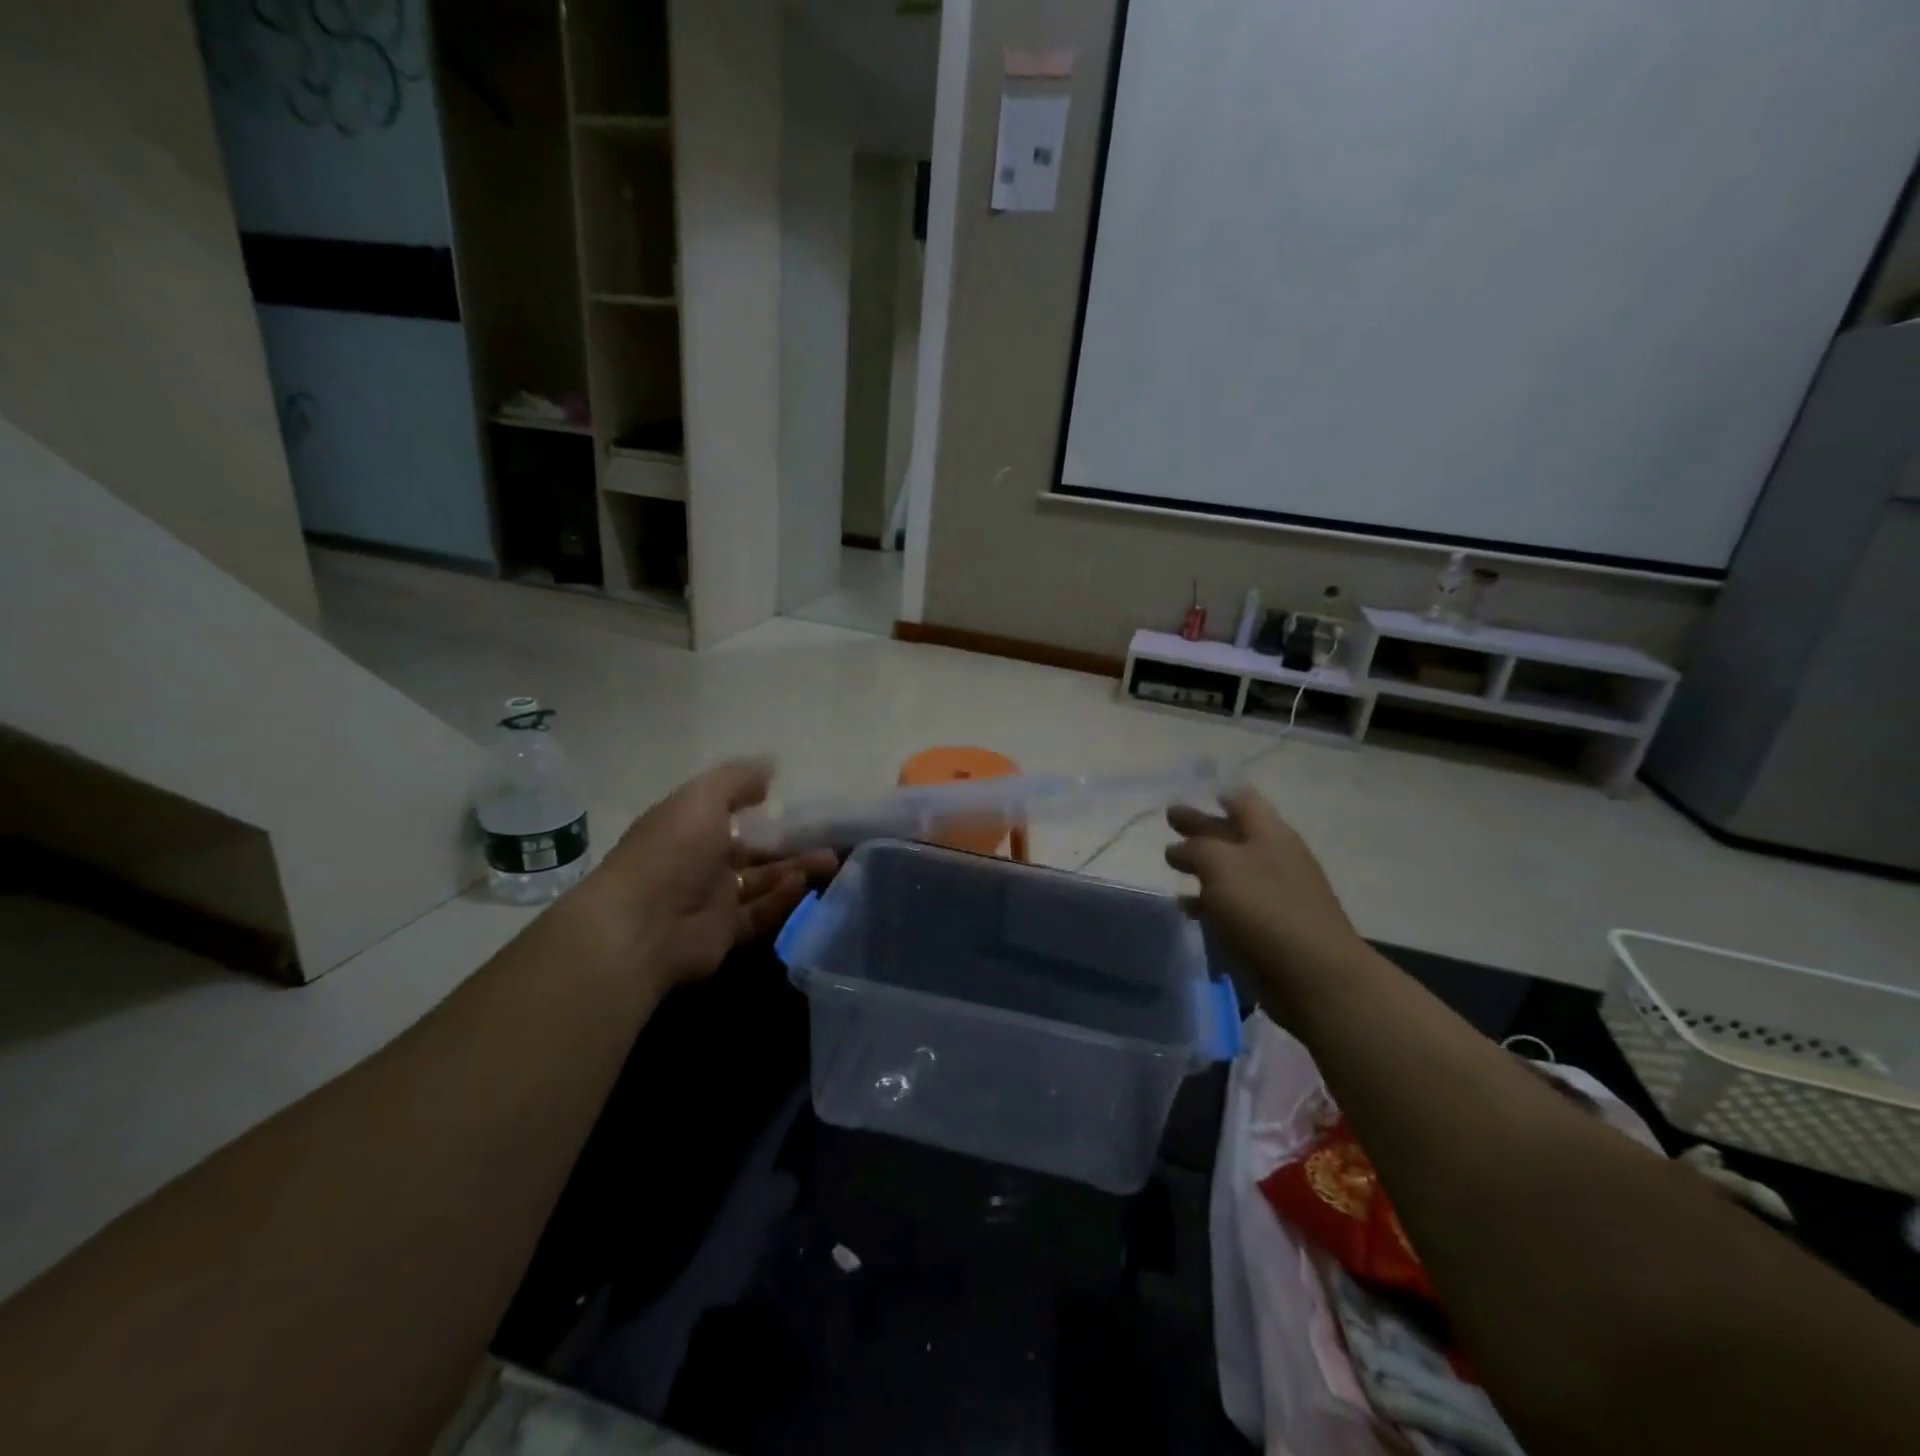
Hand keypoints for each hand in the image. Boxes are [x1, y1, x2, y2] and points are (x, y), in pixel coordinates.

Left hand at [580, 761, 836, 986]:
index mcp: (688, 826)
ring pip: (763, 881)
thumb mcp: (702, 799)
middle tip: (830, 837)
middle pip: (753, 850)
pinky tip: (803, 885)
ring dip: (796, 870)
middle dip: (790, 844)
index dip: (761, 807)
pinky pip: (761, 912)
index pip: (728, 813)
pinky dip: (782, 899)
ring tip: (830, 861)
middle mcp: (700, 861)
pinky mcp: (725, 933)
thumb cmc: (671, 852)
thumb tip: (770, 768)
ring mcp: (712, 899)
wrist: (642, 928)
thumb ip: (737, 780)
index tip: (798, 801)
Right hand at [1164, 788, 1368, 1008]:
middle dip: (1202, 826)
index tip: (1195, 789)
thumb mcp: (1221, 866)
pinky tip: (1187, 908)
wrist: (1316, 978)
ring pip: (1231, 870)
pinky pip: (1232, 906)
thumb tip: (1181, 848)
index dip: (1219, 792)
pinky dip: (1208, 902)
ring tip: (1172, 864)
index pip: (1243, 800)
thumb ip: (1196, 849)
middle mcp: (1274, 858)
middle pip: (1233, 833)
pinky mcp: (1269, 929)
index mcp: (1270, 834)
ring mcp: (1275, 895)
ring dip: (1204, 866)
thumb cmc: (1266, 910)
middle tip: (1170, 821)